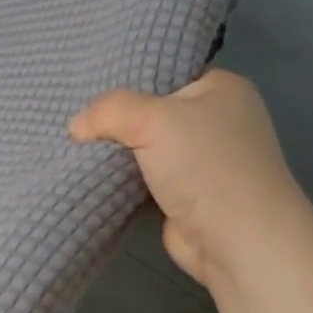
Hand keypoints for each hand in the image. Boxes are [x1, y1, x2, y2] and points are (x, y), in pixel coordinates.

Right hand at [69, 70, 312, 287]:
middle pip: (153, 111)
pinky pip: (146, 177)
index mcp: (223, 88)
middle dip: (118, 120)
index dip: (130, 80)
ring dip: (118, 152)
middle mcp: (218, 121)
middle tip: (79, 121)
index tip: (90, 88)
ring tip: (77, 145)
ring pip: (147, 147)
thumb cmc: (204, 164)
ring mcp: (205, 161)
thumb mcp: (150, 118)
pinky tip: (94, 173)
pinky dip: (124, 179)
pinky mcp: (189, 195)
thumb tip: (76, 127)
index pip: (167, 73)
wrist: (236, 239)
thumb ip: (108, 111)